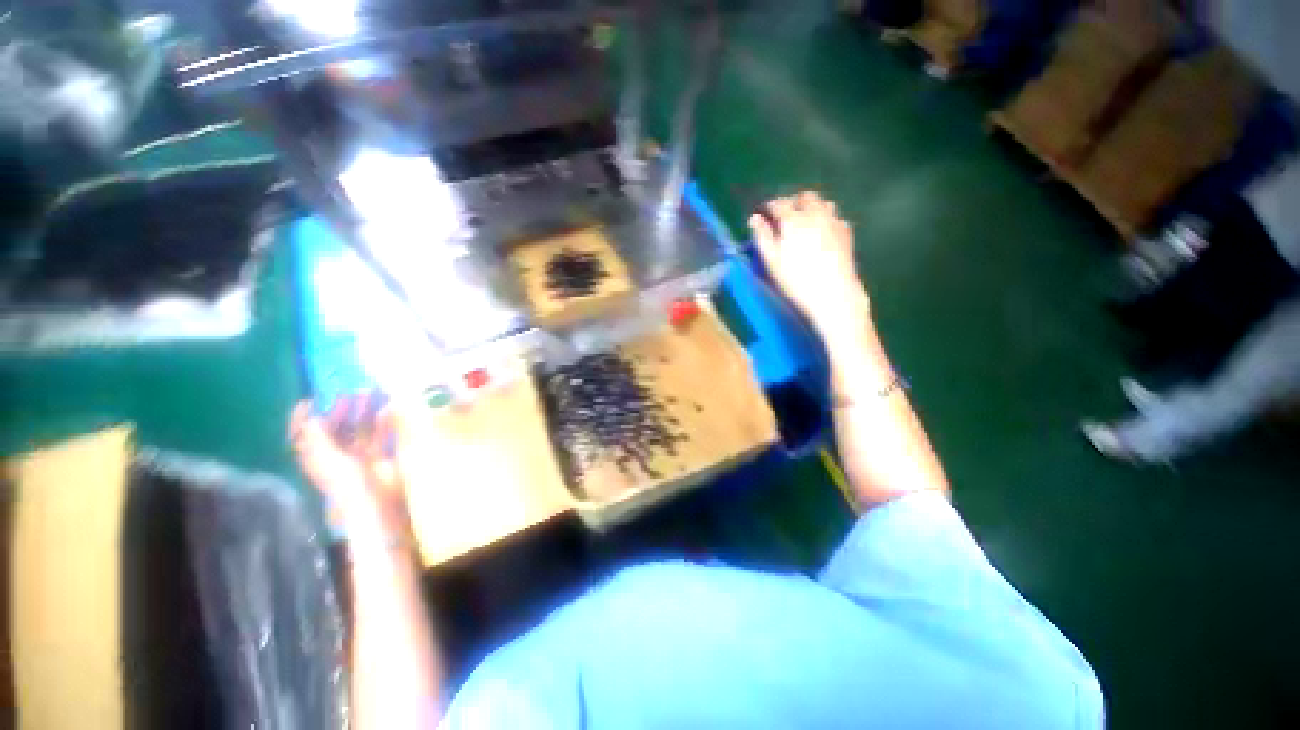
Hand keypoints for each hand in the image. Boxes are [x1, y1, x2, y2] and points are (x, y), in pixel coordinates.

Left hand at [289, 395, 412, 542]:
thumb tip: (312, 418)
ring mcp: (359, 454)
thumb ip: (317, 438)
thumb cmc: (346, 481)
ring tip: (372, 394)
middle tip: (350, 392)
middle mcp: (336, 454)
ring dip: (364, 411)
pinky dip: (384, 420)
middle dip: (341, 409)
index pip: (304, 434)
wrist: (376, 501)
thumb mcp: (326, 459)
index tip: (312, 399)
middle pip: (335, 427)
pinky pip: (380, 433)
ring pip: (360, 427)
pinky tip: (389, 409)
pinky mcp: (379, 455)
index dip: (304, 417)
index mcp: (317, 456)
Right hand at [748, 192, 871, 340]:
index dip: (769, 206)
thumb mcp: (772, 261)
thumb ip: (762, 236)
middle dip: (793, 202)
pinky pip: (835, 217)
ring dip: (812, 208)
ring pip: (823, 203)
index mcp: (794, 220)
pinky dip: (826, 219)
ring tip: (804, 223)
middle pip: (805, 197)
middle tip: (784, 217)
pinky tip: (821, 234)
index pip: (779, 203)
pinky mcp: (846, 232)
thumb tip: (754, 218)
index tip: (764, 213)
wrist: (833, 293)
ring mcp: (834, 221)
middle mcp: (816, 214)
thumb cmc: (796, 280)